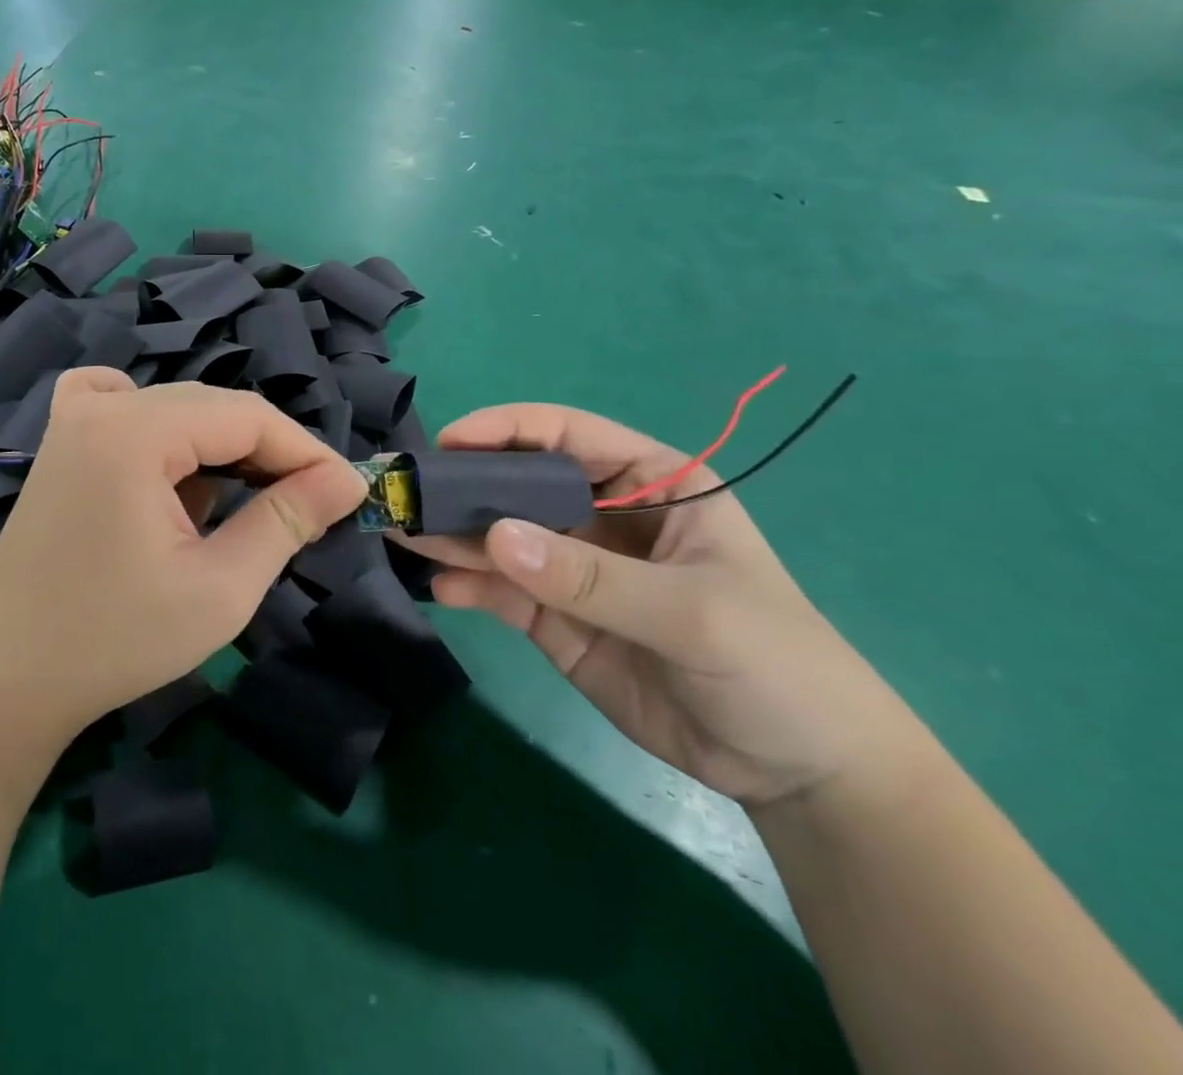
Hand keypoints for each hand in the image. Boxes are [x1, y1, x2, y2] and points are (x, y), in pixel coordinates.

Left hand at [0, 369, 367, 743]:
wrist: (9, 678)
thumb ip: (287, 521)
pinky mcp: (64, 444)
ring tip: (253, 504)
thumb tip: (346, 481)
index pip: (247, 416)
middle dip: (269, 453)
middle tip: (311, 505)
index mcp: (134, 430)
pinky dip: (163, 429)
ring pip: (177, 411)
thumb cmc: (116, 640)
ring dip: (222, 450)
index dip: (306, 451)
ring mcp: (74, 420)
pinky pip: (124, 407)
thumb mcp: (220, 587)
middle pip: (213, 408)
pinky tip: (171, 463)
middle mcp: (101, 406)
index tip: (348, 492)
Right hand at [405, 403, 923, 808]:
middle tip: (408, 494)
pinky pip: (502, 590)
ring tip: (405, 535)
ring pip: (501, 537)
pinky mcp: (556, 616)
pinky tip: (443, 591)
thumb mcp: (691, 613)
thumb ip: (591, 577)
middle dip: (465, 486)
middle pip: (520, 483)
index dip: (506, 429)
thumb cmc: (774, 666)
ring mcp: (575, 567)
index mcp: (651, 482)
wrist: (798, 774)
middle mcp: (603, 514)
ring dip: (454, 535)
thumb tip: (495, 535)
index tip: (448, 443)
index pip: (566, 436)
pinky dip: (468, 586)